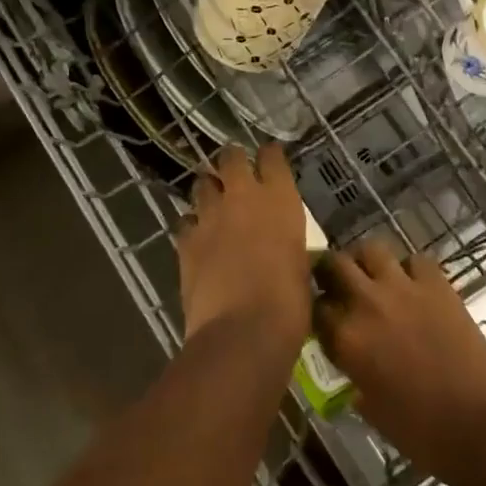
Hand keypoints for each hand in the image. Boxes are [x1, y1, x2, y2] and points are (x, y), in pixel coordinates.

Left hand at [176, 143, 312, 360]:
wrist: (243, 330)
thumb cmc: (289, 301)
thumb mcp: (300, 263)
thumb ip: (286, 241)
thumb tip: (280, 244)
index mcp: (280, 198)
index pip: (271, 156)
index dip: (269, 155)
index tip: (269, 158)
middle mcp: (243, 196)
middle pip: (231, 157)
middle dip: (232, 161)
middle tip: (235, 172)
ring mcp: (210, 216)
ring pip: (202, 184)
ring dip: (209, 190)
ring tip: (214, 203)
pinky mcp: (185, 240)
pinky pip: (185, 221)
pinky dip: (192, 225)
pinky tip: (197, 237)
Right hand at [317, 239, 485, 483]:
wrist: (478, 423)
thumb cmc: (421, 431)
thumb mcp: (372, 409)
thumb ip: (354, 377)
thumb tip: (354, 368)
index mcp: (347, 339)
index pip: (315, 307)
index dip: (316, 310)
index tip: (323, 317)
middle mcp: (367, 304)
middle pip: (335, 264)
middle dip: (332, 272)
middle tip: (340, 285)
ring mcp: (403, 288)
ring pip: (372, 249)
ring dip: (368, 261)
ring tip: (374, 277)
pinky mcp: (437, 284)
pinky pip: (416, 260)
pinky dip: (411, 269)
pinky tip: (415, 286)